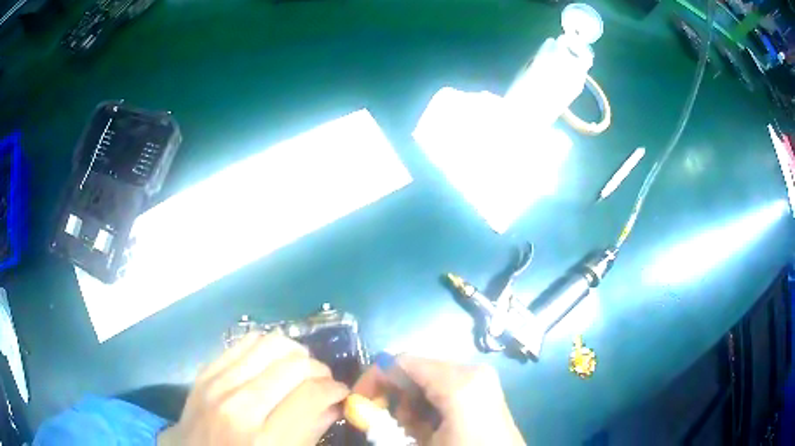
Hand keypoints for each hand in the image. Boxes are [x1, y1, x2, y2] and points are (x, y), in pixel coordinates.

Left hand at [158, 333, 348, 445]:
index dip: (335, 389)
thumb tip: (334, 403)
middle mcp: (241, 407)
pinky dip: (267, 347)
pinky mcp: (205, 371)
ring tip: (299, 367)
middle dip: (319, 370)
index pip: (313, 394)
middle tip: (322, 381)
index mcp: (265, 440)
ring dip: (295, 352)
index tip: (340, 392)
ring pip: (270, 344)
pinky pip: (244, 342)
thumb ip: (310, 432)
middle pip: (294, 365)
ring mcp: (218, 384)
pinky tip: (272, 361)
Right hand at [353, 356, 524, 445]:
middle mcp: (471, 371)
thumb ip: (384, 424)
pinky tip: (429, 427)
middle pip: (415, 369)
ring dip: (409, 402)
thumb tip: (359, 410)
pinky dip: (428, 404)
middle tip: (383, 421)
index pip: (400, 362)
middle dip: (392, 394)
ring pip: (429, 379)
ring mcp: (481, 378)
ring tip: (410, 430)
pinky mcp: (485, 389)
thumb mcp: (418, 444)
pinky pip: (445, 386)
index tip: (358, 401)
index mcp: (457, 381)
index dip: (373, 378)